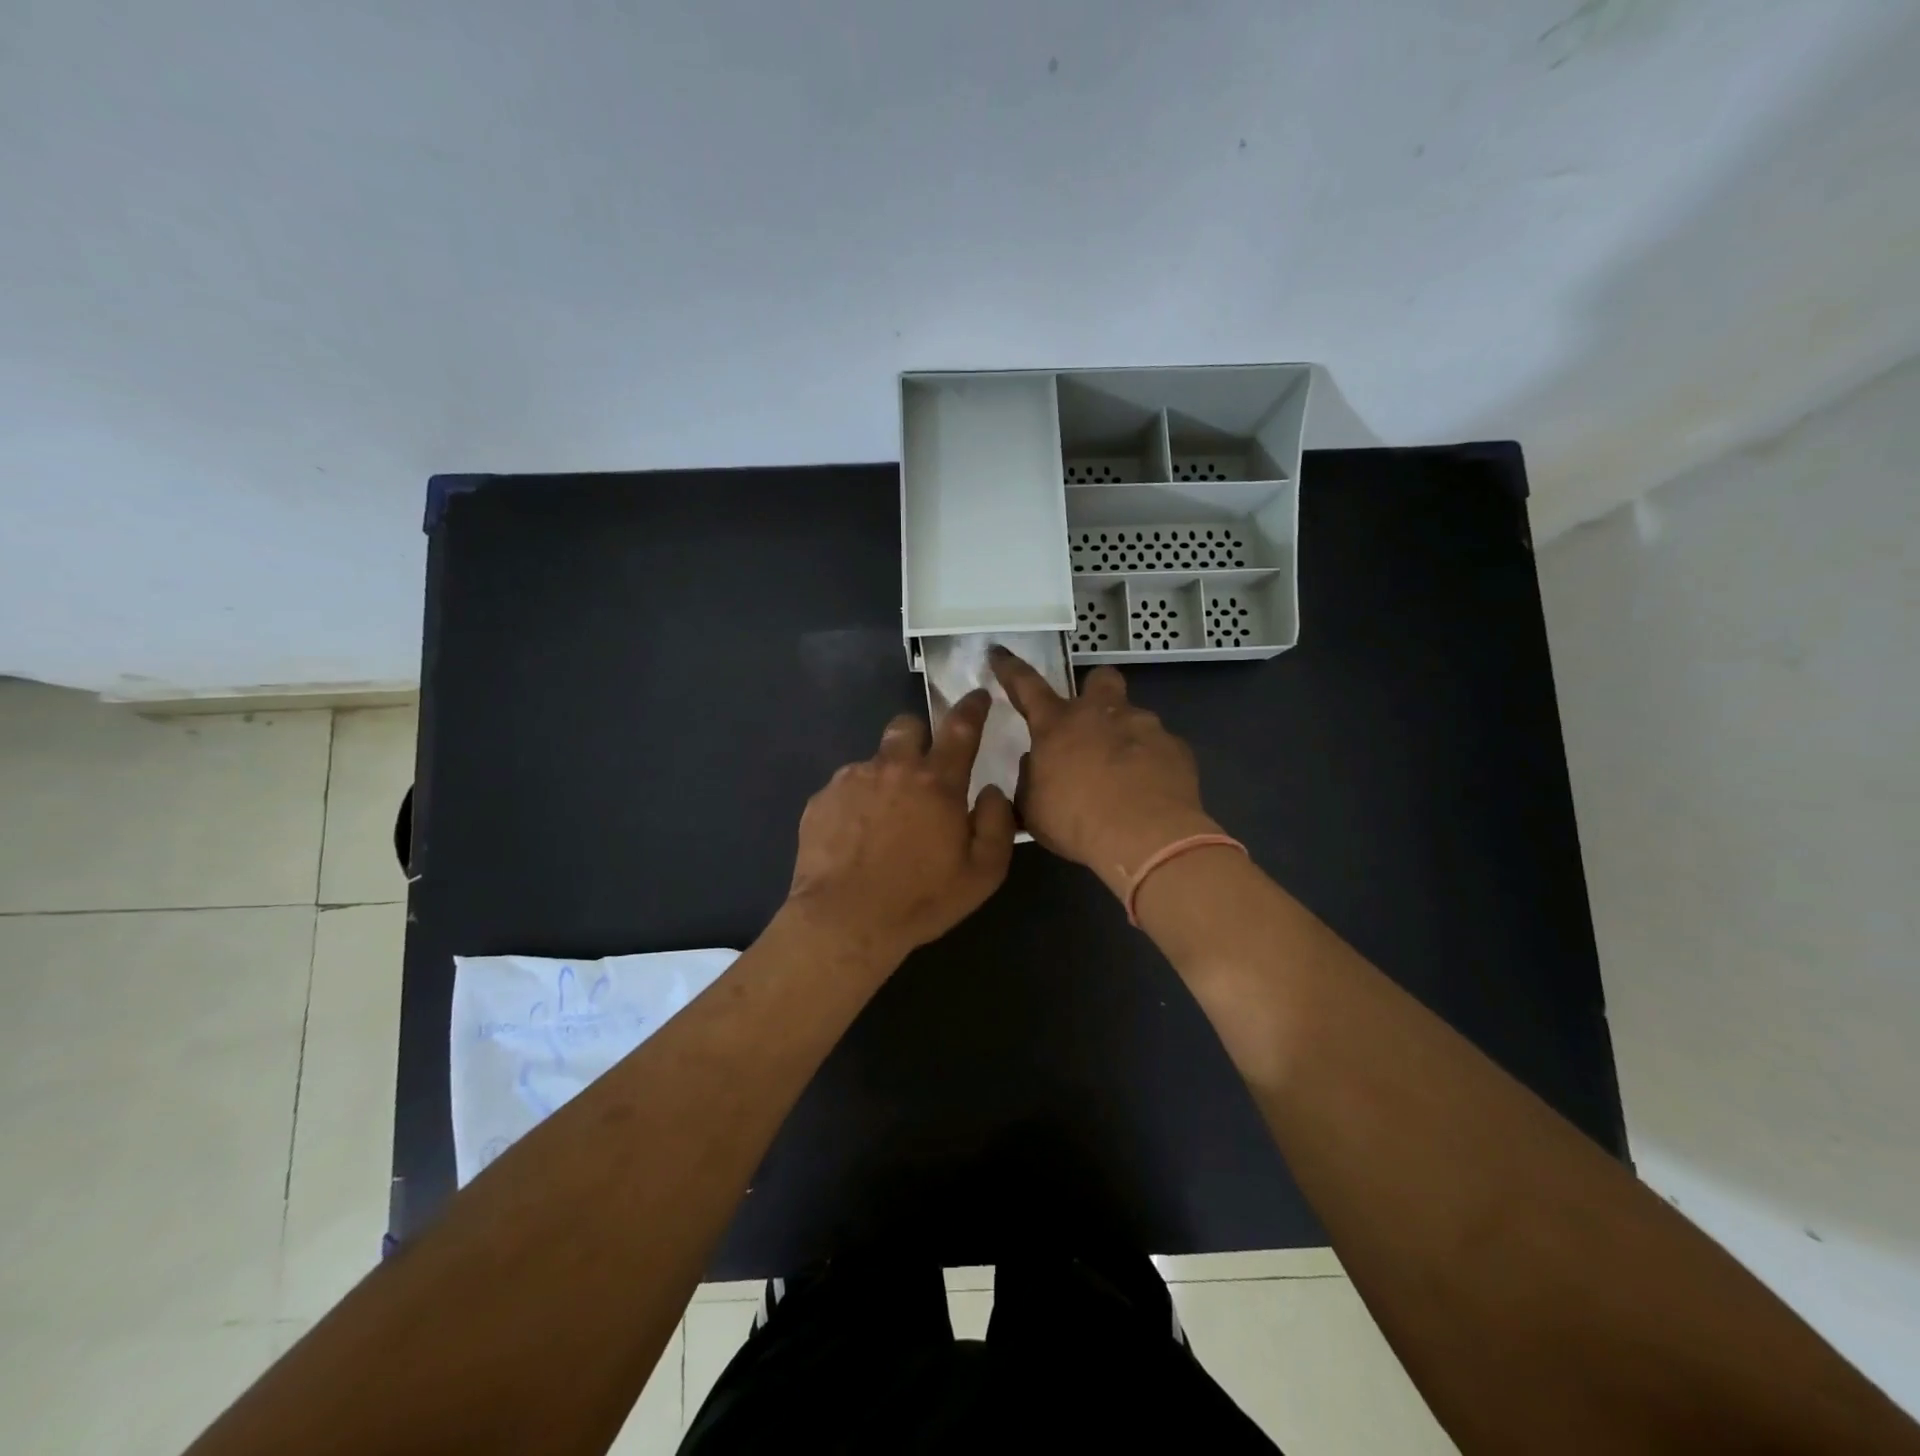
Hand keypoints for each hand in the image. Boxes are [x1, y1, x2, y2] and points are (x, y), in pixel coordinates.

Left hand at [786, 689, 1015, 963]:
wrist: (845, 920)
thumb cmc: (921, 900)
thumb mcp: (982, 873)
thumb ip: (996, 823)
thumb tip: (990, 791)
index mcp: (936, 782)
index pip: (960, 728)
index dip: (972, 708)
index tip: (978, 696)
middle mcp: (893, 768)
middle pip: (907, 726)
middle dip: (918, 736)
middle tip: (922, 769)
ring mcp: (852, 780)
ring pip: (874, 760)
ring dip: (885, 778)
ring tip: (883, 822)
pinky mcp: (821, 799)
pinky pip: (845, 788)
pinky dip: (856, 803)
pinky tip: (856, 838)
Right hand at [990, 648, 1219, 898]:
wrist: (1146, 837)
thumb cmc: (1077, 821)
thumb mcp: (1033, 809)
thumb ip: (1030, 780)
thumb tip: (1036, 764)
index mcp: (1057, 725)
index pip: (1026, 685)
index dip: (1010, 668)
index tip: (998, 651)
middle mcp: (1101, 713)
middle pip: (1100, 679)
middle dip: (1095, 691)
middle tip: (1091, 721)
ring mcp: (1144, 726)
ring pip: (1133, 715)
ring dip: (1124, 735)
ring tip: (1123, 774)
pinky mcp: (1176, 747)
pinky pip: (1159, 747)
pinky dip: (1151, 762)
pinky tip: (1148, 790)